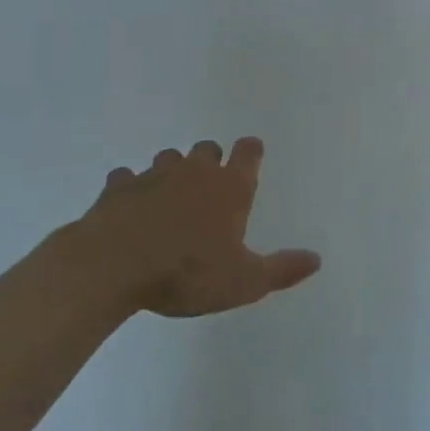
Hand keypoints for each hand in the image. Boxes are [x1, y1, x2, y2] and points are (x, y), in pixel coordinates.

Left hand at [75, 138, 321, 319]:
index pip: (248, 151)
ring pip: (169, 158)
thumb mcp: (243, 282)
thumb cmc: (186, 272)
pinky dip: (130, 187)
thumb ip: (281, 270)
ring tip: (170, 198)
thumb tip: (317, 259)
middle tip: (209, 188)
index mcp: (230, 187)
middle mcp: (195, 171)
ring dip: (172, 171)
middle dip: (211, 161)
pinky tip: (129, 207)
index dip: (251, 152)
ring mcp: (154, 175)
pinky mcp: (118, 187)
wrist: (112, 266)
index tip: (250, 159)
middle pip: (208, 148)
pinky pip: (126, 178)